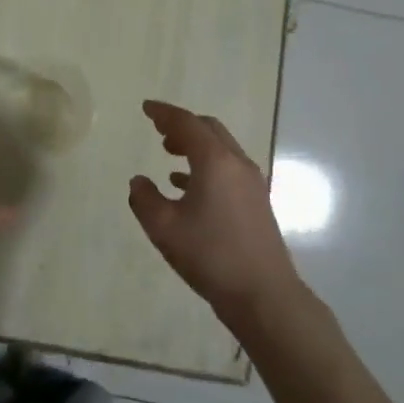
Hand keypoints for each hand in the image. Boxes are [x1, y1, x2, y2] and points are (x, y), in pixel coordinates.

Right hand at [129, 100, 302, 321]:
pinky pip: (227, 169)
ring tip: (168, 153)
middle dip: (182, 125)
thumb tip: (139, 181)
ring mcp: (251, 183)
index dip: (164, 113)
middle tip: (158, 129)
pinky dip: (205, 165)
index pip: (186, 123)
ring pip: (220, 149)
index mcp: (215, 161)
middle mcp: (237, 164)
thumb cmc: (211, 255)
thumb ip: (144, 199)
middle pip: (209, 130)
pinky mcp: (257, 202)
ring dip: (194, 145)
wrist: (264, 295)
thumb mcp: (164, 228)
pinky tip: (186, 184)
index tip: (146, 108)